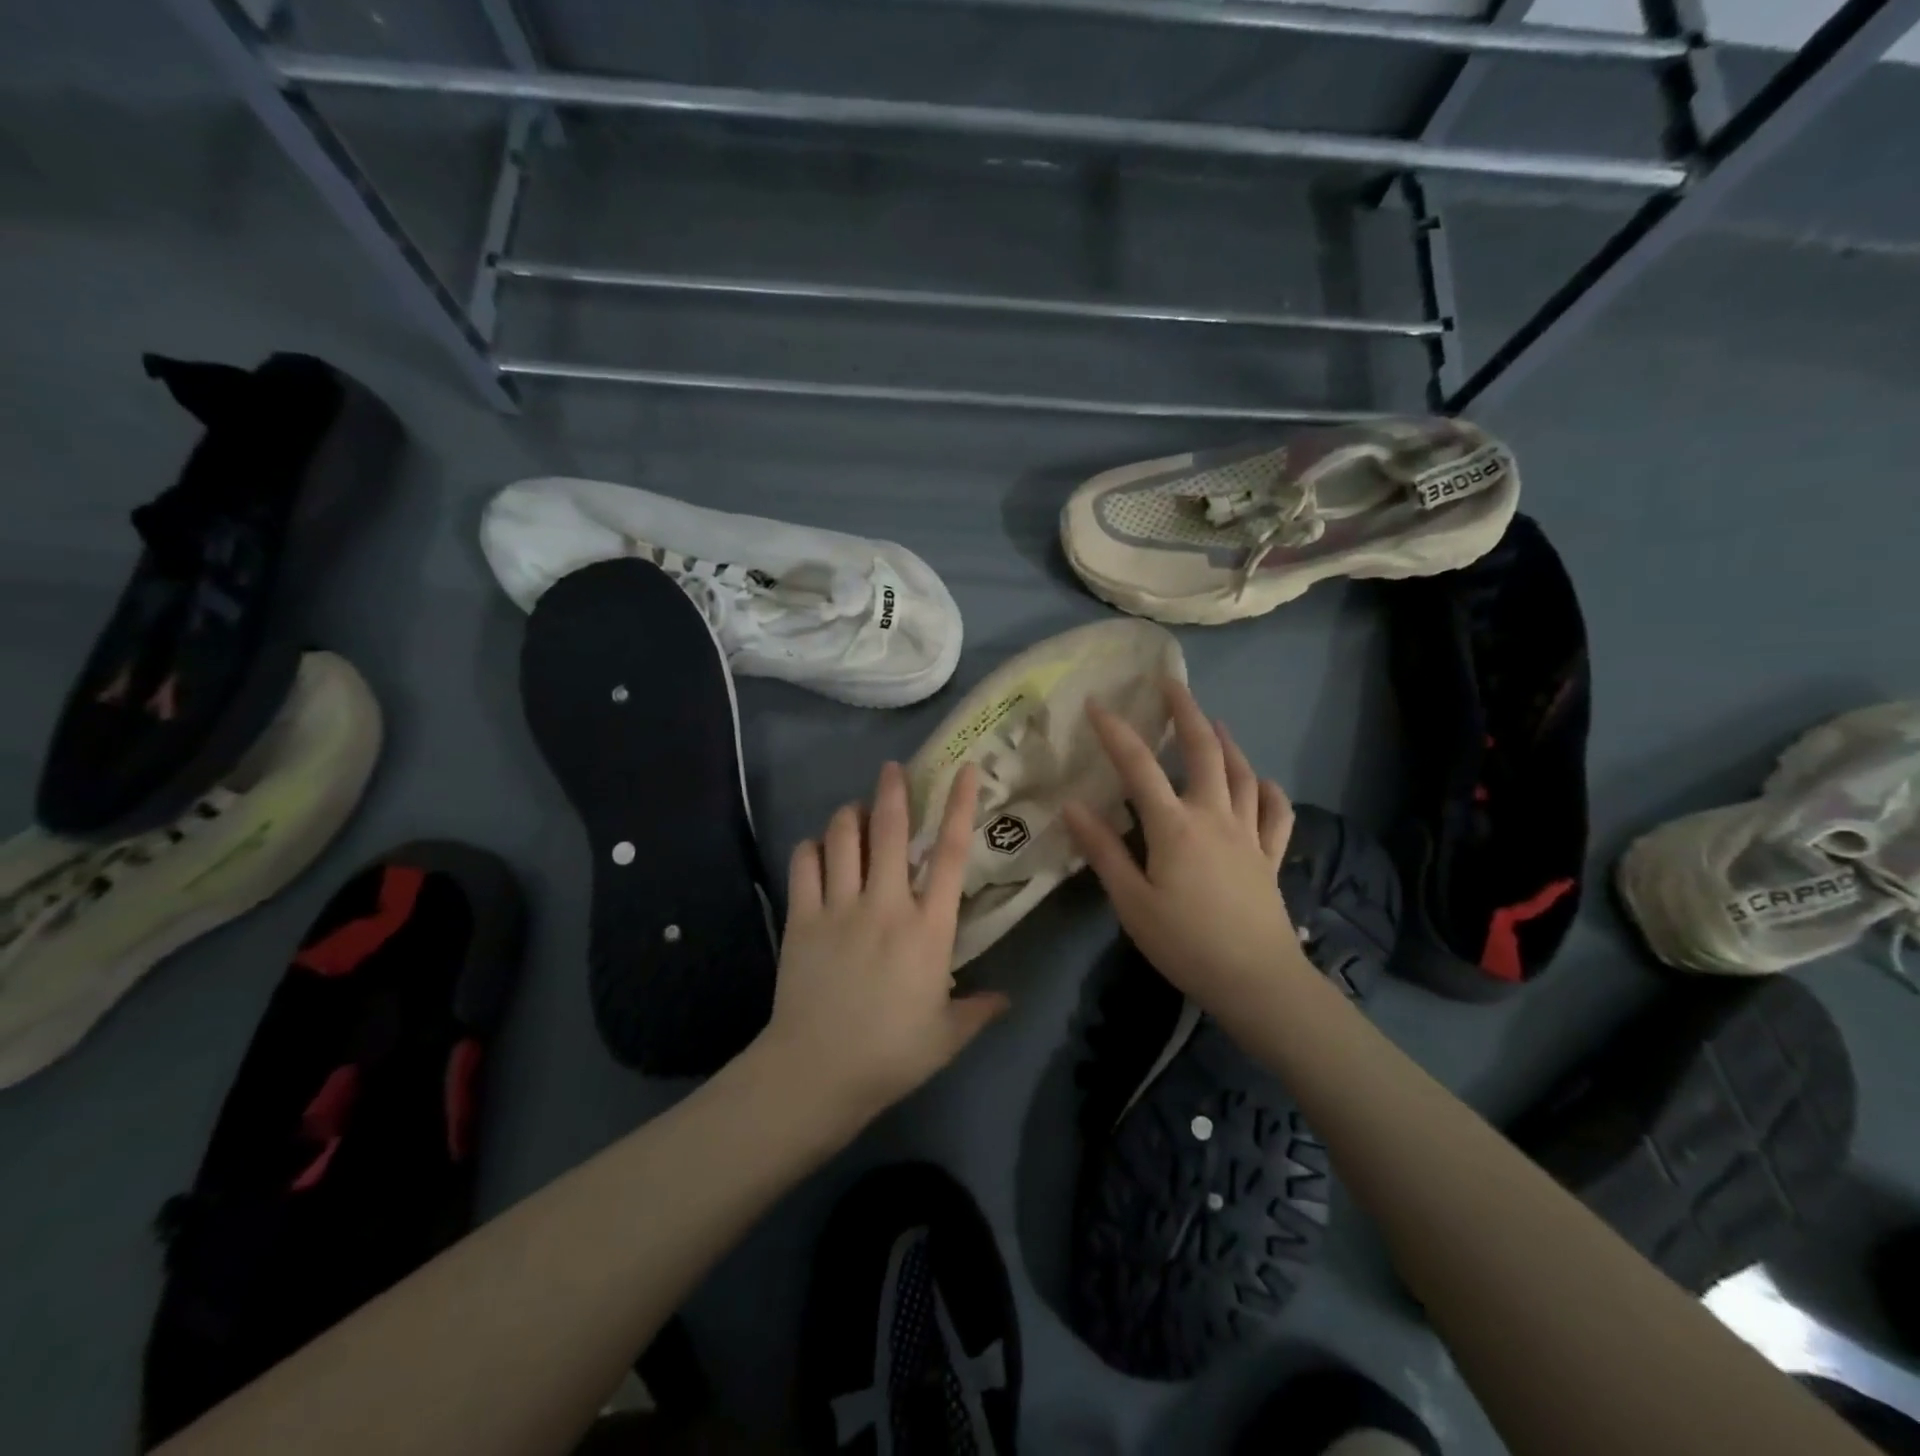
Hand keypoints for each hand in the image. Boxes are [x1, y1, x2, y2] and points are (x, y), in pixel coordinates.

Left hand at [758, 761, 1008, 1125]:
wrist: (817, 1073)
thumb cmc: (891, 1054)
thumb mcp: (947, 1036)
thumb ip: (980, 1010)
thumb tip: (1007, 998)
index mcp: (928, 927)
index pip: (949, 854)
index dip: (959, 806)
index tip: (964, 771)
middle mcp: (885, 904)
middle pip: (889, 830)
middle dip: (892, 791)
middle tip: (892, 769)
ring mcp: (839, 907)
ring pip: (841, 838)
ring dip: (849, 815)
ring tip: (854, 811)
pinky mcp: (802, 918)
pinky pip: (804, 864)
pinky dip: (811, 847)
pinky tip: (817, 849)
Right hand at [1063, 679, 1300, 1019]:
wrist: (1257, 981)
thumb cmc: (1185, 943)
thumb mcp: (1131, 901)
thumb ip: (1103, 851)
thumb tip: (1072, 806)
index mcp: (1174, 826)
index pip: (1139, 767)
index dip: (1116, 732)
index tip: (1097, 705)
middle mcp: (1214, 817)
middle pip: (1204, 752)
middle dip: (1186, 713)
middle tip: (1172, 684)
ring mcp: (1248, 835)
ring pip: (1243, 775)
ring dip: (1228, 743)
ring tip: (1215, 722)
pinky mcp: (1270, 857)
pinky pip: (1276, 815)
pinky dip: (1270, 792)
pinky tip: (1263, 782)